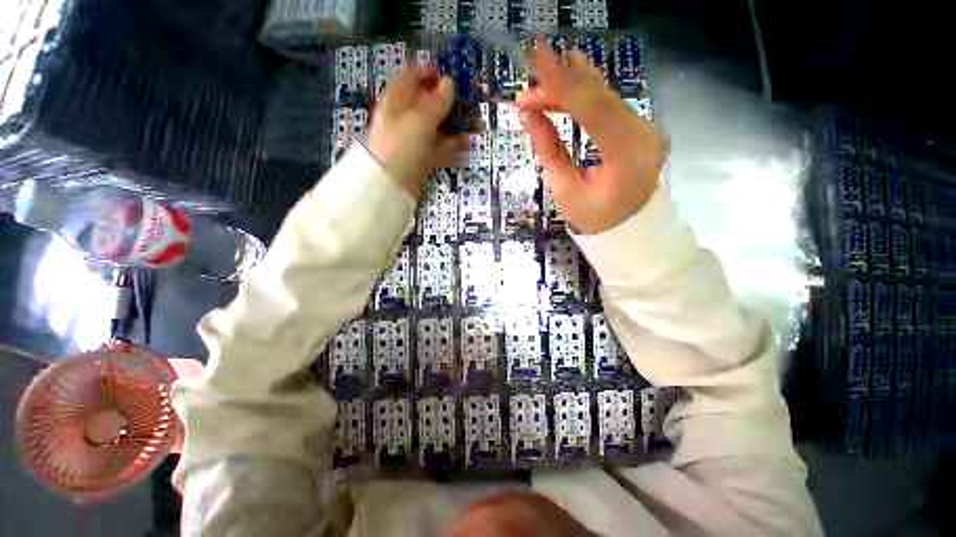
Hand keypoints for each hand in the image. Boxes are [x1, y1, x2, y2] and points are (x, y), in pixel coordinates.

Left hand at [367, 66, 468, 200]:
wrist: (392, 185)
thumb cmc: (403, 146)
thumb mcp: (420, 120)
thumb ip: (437, 101)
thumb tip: (450, 82)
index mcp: (398, 99)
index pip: (413, 76)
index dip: (431, 73)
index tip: (451, 79)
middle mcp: (406, 116)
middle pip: (428, 102)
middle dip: (449, 102)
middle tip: (468, 105)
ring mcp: (415, 138)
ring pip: (437, 126)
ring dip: (456, 125)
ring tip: (476, 126)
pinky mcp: (423, 156)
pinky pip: (440, 146)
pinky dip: (453, 145)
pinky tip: (467, 145)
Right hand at [516, 46, 665, 234]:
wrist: (629, 228)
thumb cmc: (594, 218)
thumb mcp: (565, 189)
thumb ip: (548, 149)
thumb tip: (528, 115)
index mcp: (626, 154)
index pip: (591, 108)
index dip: (561, 83)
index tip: (535, 60)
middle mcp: (643, 132)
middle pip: (597, 96)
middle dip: (559, 87)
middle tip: (527, 90)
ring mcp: (645, 127)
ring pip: (603, 96)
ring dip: (569, 89)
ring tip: (539, 85)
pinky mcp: (639, 127)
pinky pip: (609, 105)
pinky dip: (584, 98)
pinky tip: (565, 86)